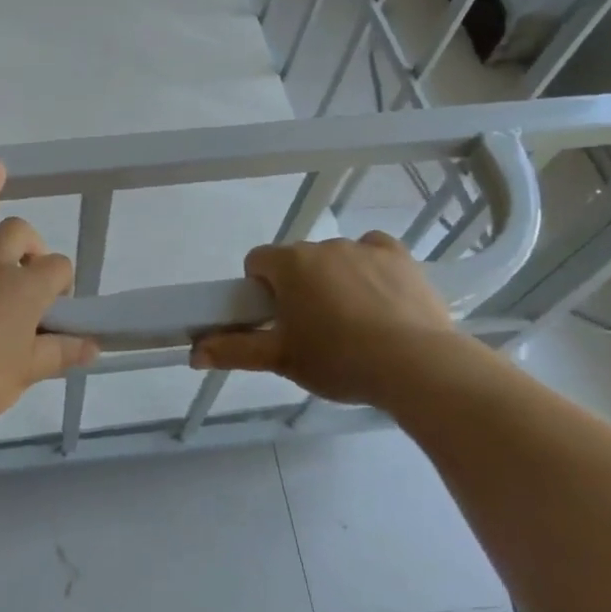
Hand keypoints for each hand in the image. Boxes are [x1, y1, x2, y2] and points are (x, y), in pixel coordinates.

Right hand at [190, 232, 465, 409]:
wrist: (416, 365)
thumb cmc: (339, 360)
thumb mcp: (281, 360)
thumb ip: (234, 350)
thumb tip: (193, 352)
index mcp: (289, 264)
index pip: (258, 261)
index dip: (261, 289)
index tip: (275, 319)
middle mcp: (322, 246)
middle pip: (298, 261)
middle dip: (300, 287)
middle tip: (313, 330)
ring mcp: (363, 247)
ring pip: (336, 258)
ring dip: (335, 279)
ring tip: (355, 324)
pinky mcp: (399, 256)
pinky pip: (374, 251)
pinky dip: (372, 267)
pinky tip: (381, 298)